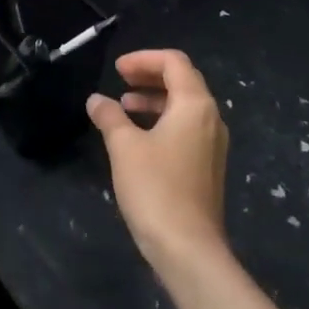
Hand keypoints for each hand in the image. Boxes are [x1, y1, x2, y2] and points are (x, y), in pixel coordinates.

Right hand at [86, 49, 229, 268]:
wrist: (188, 249)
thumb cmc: (156, 189)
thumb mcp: (124, 147)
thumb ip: (109, 117)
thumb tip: (96, 100)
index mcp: (195, 105)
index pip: (174, 62)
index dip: (144, 59)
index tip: (116, 69)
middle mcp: (211, 119)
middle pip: (183, 80)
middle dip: (150, 75)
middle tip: (119, 78)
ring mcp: (212, 144)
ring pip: (184, 106)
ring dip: (154, 99)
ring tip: (123, 107)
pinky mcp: (207, 166)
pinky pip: (186, 127)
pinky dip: (162, 120)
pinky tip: (137, 137)